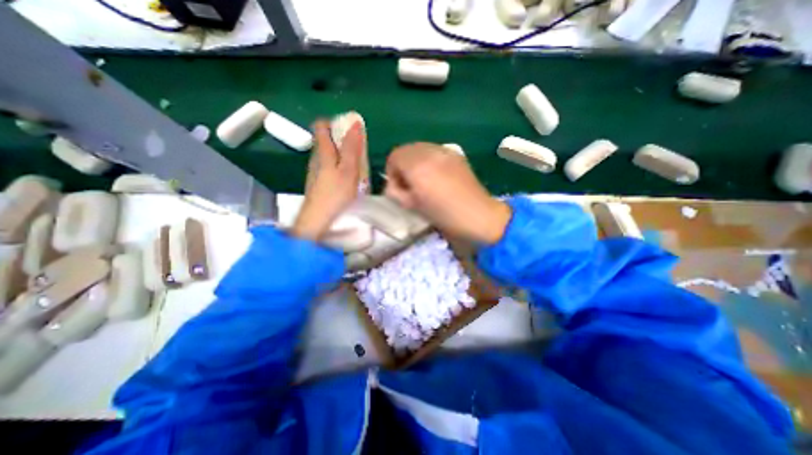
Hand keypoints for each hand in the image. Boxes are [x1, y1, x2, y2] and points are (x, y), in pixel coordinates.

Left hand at [291, 119, 363, 241]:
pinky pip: (326, 170)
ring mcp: (314, 175)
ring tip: (355, 163)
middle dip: (339, 139)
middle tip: (357, 147)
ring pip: (325, 157)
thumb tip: (355, 122)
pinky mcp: (317, 187)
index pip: (321, 127)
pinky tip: (345, 179)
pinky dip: (336, 168)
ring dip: (339, 155)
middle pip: (323, 142)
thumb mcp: (348, 171)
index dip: (333, 123)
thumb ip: (351, 148)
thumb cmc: (336, 197)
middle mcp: (315, 161)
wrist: (318, 225)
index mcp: (323, 153)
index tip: (348, 128)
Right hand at [385, 143, 508, 244]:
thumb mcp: (413, 206)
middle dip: (403, 165)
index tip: (398, 188)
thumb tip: (393, 186)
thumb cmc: (443, 215)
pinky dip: (429, 159)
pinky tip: (437, 175)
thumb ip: (396, 193)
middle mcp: (430, 152)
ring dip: (415, 161)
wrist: (478, 216)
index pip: (394, 156)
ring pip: (420, 148)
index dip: (392, 172)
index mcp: (417, 166)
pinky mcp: (456, 154)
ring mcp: (445, 151)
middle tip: (409, 183)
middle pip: (406, 149)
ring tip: (423, 179)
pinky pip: (434, 150)